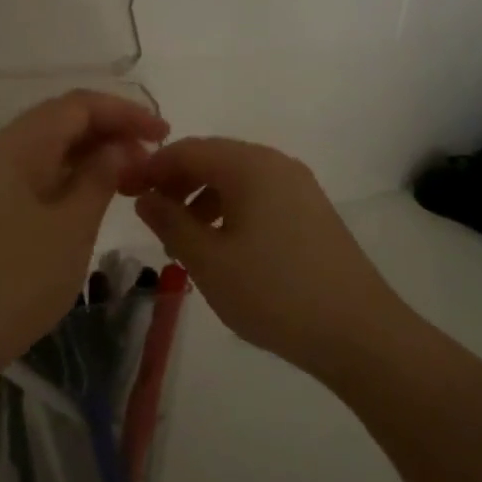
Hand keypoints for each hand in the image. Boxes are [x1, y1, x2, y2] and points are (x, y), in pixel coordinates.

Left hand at [0, 91, 167, 375]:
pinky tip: (91, 201)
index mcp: (17, 145)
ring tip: (130, 180)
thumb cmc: (13, 281)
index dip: (124, 112)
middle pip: (60, 122)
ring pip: (47, 151)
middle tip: (152, 161)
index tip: (164, 133)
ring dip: (90, 157)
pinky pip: (34, 177)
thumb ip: (100, 178)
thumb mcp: (71, 228)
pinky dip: (69, 180)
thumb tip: (120, 147)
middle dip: (110, 132)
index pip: (77, 105)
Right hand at [132, 137, 413, 377]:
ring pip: (236, 180)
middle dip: (175, 184)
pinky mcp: (311, 213)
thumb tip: (146, 197)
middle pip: (213, 159)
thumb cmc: (273, 292)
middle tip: (150, 219)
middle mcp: (276, 164)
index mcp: (250, 165)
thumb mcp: (208, 260)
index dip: (150, 167)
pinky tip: (222, 249)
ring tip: (183, 243)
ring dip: (201, 201)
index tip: (123, 193)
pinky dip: (229, 212)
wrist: (358, 332)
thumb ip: (170, 222)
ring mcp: (299, 188)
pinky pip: (258, 198)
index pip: (187, 149)